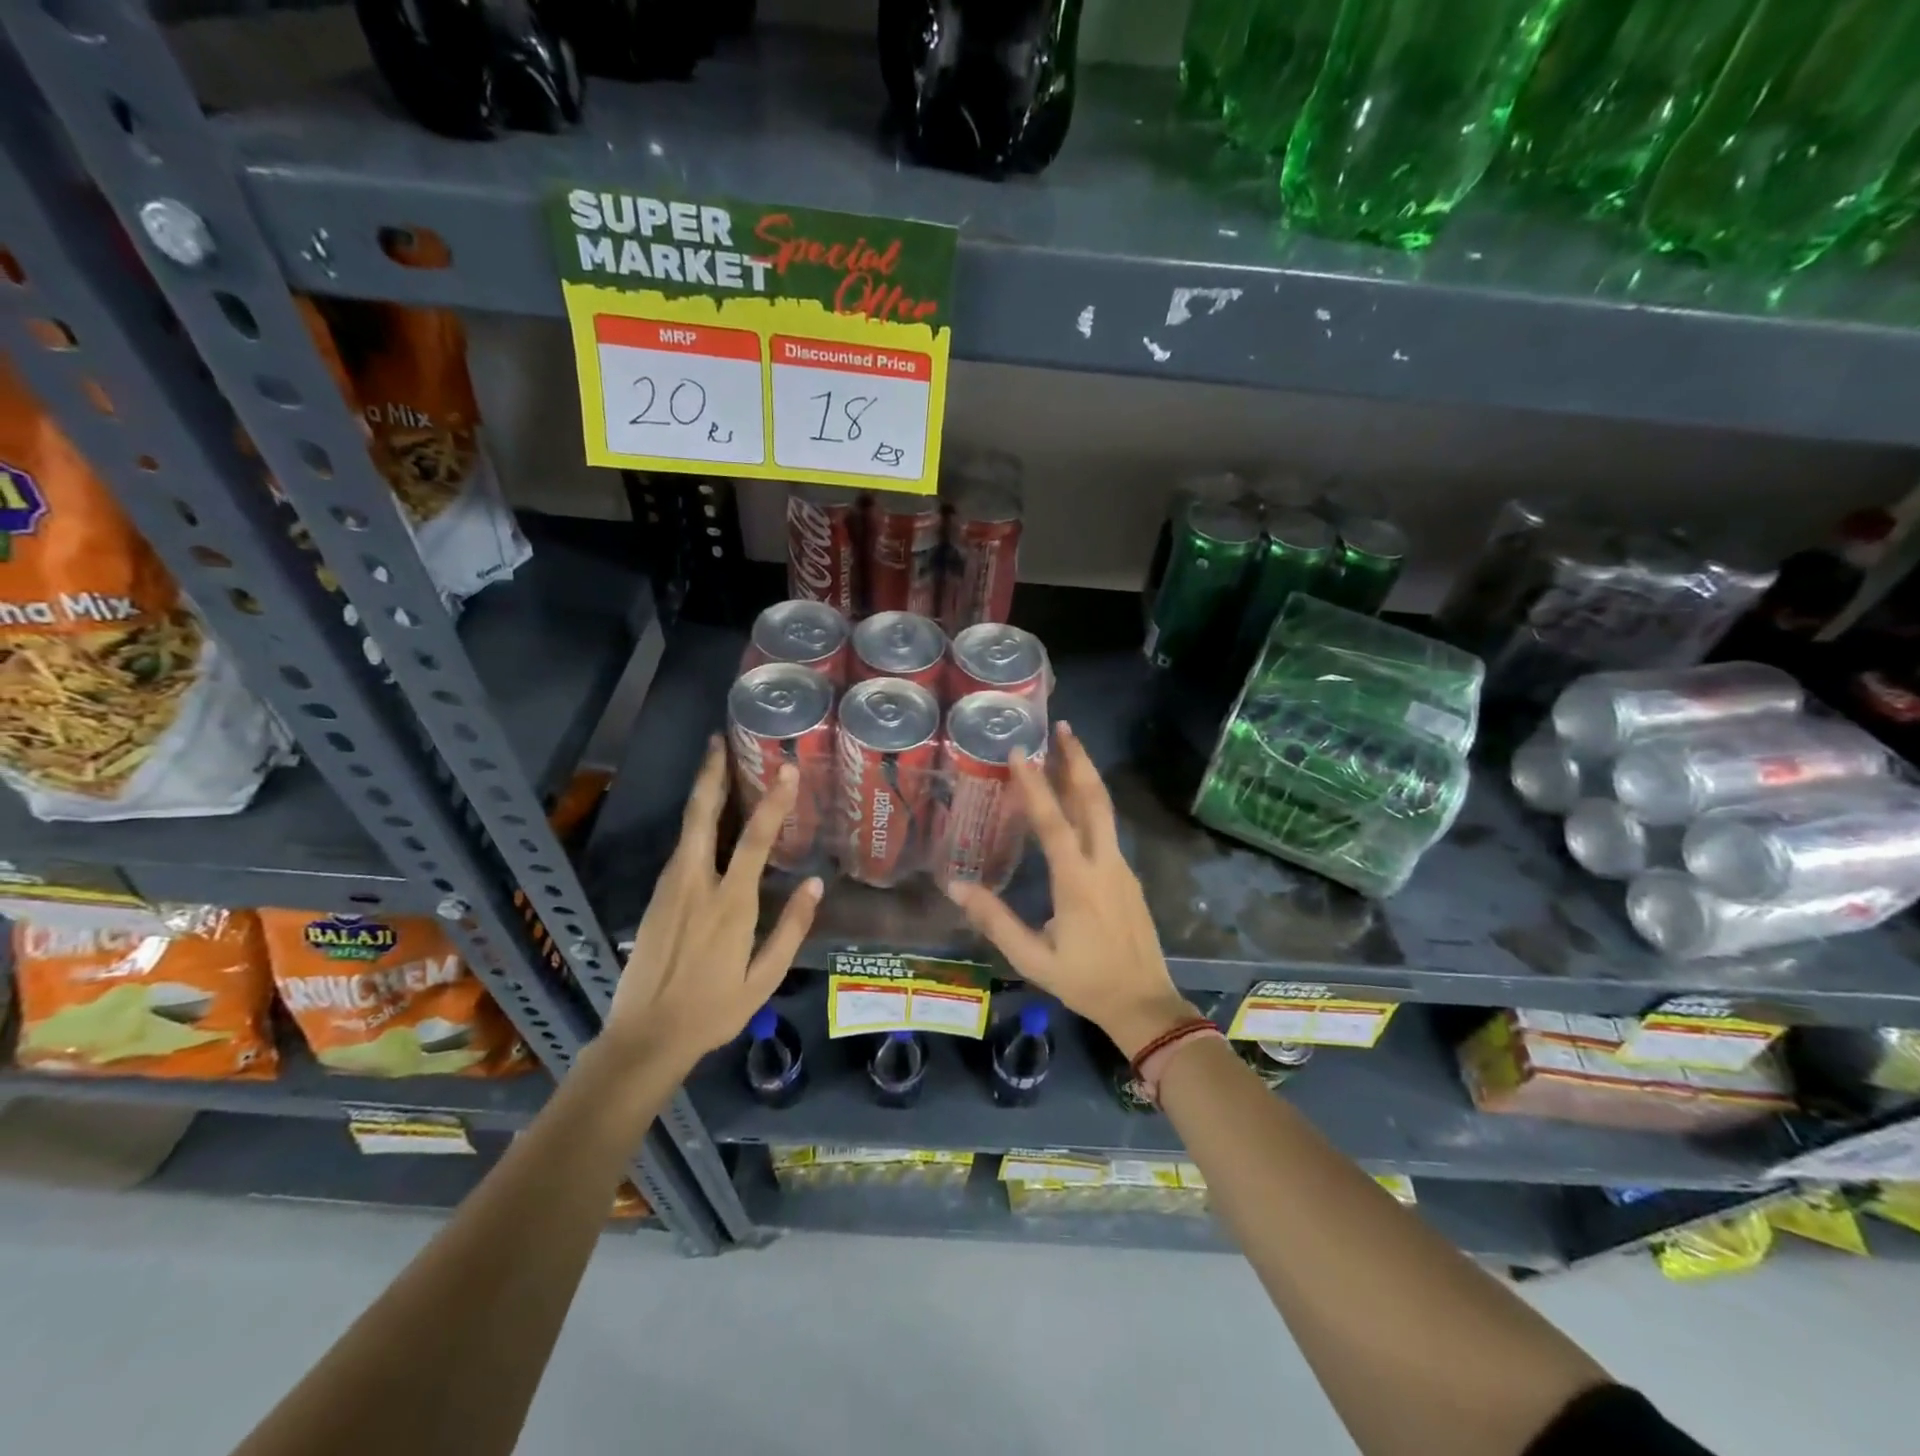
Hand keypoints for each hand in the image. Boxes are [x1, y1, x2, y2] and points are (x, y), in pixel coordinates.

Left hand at [602, 739, 821, 1071]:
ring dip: (701, 793)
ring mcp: (669, 889)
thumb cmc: (713, 1011)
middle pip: (701, 817)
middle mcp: (696, 886)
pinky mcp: (656, 899)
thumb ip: (790, 929)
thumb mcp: (764, 979)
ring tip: (715, 764)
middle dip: (711, 775)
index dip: (773, 802)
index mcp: (730, 905)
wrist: (643, 1038)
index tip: (786, 768)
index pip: (754, 841)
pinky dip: (693, 823)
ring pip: (685, 828)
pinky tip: (704, 818)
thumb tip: (815, 884)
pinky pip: (679, 850)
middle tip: (718, 740)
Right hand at [946, 722, 1195, 1057]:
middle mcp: (1104, 864)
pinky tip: (1075, 801)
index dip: (1036, 785)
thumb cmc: (1085, 982)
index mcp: (1078, 882)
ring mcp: (1121, 868)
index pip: (1054, 822)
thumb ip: (996, 921)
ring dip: (1086, 777)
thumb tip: (956, 887)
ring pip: (1105, 810)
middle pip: (1094, 800)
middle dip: (1078, 760)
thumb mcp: (1032, 958)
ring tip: (1068, 749)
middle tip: (1063, 727)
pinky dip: (1090, 803)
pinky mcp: (1128, 876)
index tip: (1021, 752)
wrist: (1145, 1003)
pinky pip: (1107, 829)